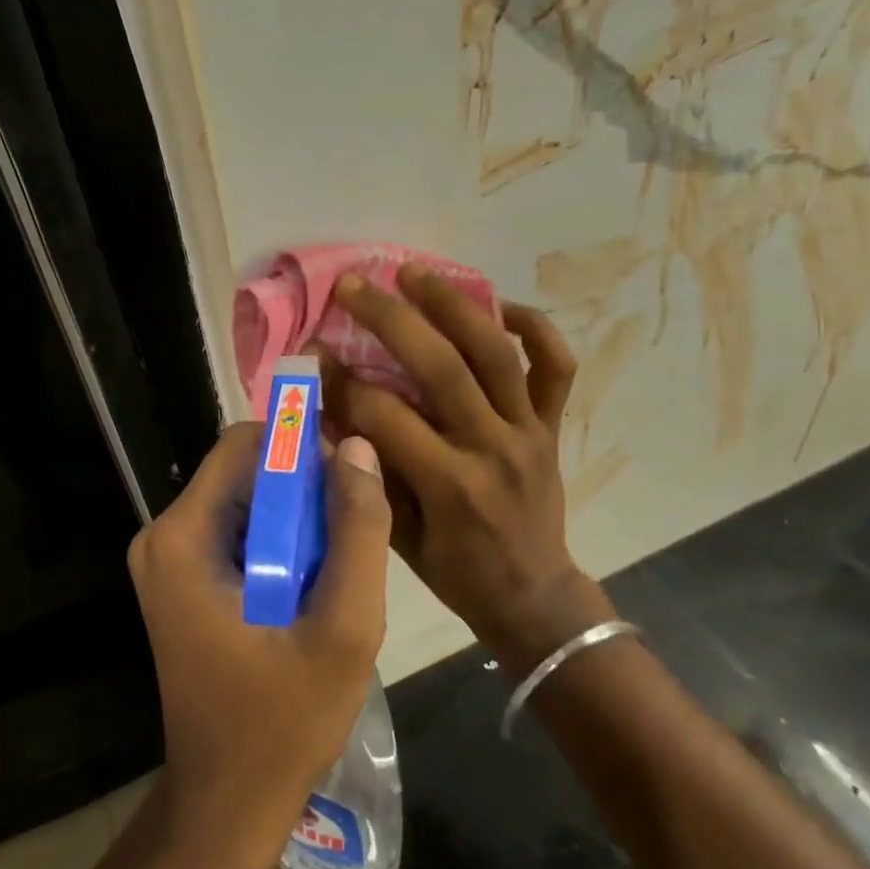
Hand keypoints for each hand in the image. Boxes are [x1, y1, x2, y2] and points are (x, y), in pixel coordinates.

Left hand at [127, 423, 390, 868]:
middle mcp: (164, 536)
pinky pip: (240, 532)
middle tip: (352, 536)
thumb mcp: (342, 628)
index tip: (350, 480)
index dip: (302, 447)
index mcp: (183, 537)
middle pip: (245, 471)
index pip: (245, 443)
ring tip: (336, 571)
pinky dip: (281, 545)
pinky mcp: (182, 582)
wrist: (226, 806)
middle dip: (304, 491)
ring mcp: (168, 561)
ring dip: (298, 522)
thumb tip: (358, 448)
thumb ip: (357, 532)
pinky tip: (312, 589)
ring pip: (248, 501)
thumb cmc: (283, 724)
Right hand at [326, 264, 616, 670]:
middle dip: (391, 319)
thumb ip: (366, 473)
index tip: (314, 354)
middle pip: (442, 367)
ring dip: (453, 304)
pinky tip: (500, 305)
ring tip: (414, 272)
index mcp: (451, 486)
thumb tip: (330, 411)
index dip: (343, 382)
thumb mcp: (398, 536)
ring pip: (496, 352)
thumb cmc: (456, 572)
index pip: (386, 416)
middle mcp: (493, 448)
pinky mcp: (552, 425)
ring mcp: (529, 430)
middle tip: (353, 285)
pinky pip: (556, 366)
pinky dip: (536, 327)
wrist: (533, 595)